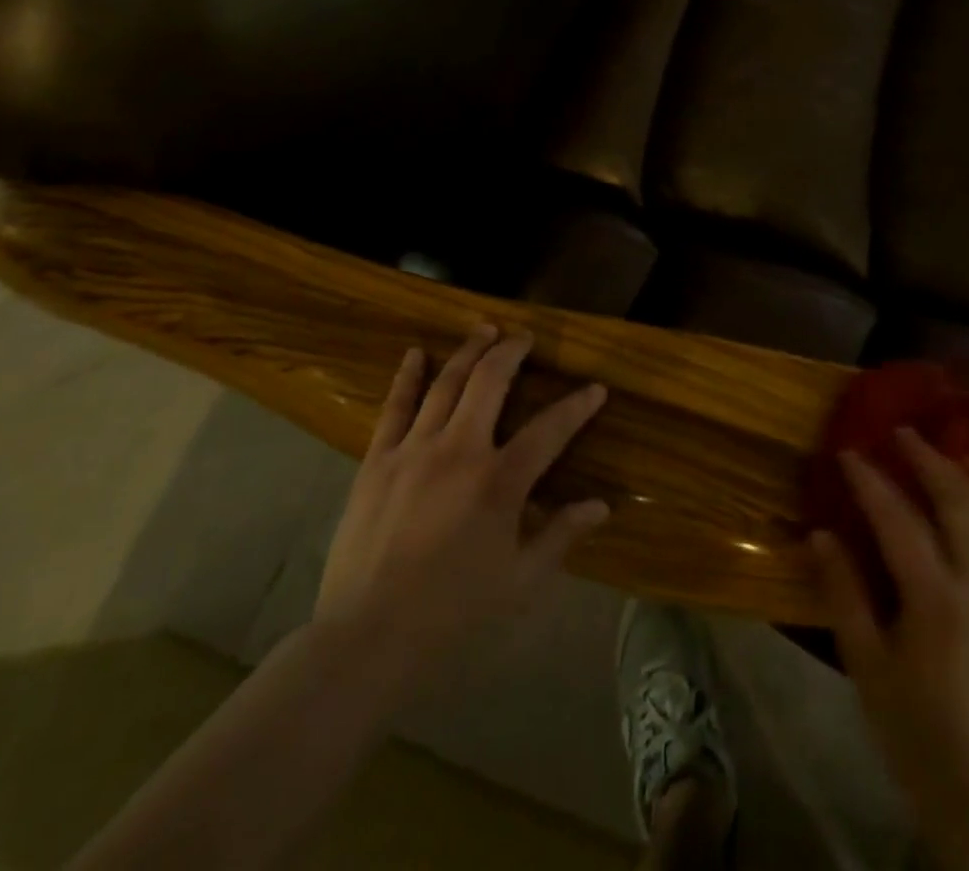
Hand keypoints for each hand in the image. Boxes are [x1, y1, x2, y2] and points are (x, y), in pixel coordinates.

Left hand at [314, 325, 608, 688]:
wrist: (367, 638)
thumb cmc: (453, 613)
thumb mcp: (520, 581)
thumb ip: (561, 535)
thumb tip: (601, 506)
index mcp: (500, 481)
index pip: (550, 429)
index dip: (577, 406)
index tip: (595, 388)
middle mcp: (460, 450)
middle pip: (490, 382)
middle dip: (512, 351)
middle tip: (525, 336)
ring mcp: (414, 451)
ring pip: (446, 384)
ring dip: (468, 351)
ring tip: (484, 329)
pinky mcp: (377, 462)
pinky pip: (394, 408)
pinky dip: (407, 377)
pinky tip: (416, 354)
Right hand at [813, 429, 968, 867]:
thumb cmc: (909, 723)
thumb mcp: (864, 662)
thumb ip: (843, 593)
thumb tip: (819, 533)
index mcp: (935, 601)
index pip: (900, 521)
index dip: (871, 481)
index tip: (847, 449)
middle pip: (959, 504)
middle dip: (929, 460)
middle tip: (900, 430)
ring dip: (964, 474)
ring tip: (938, 448)